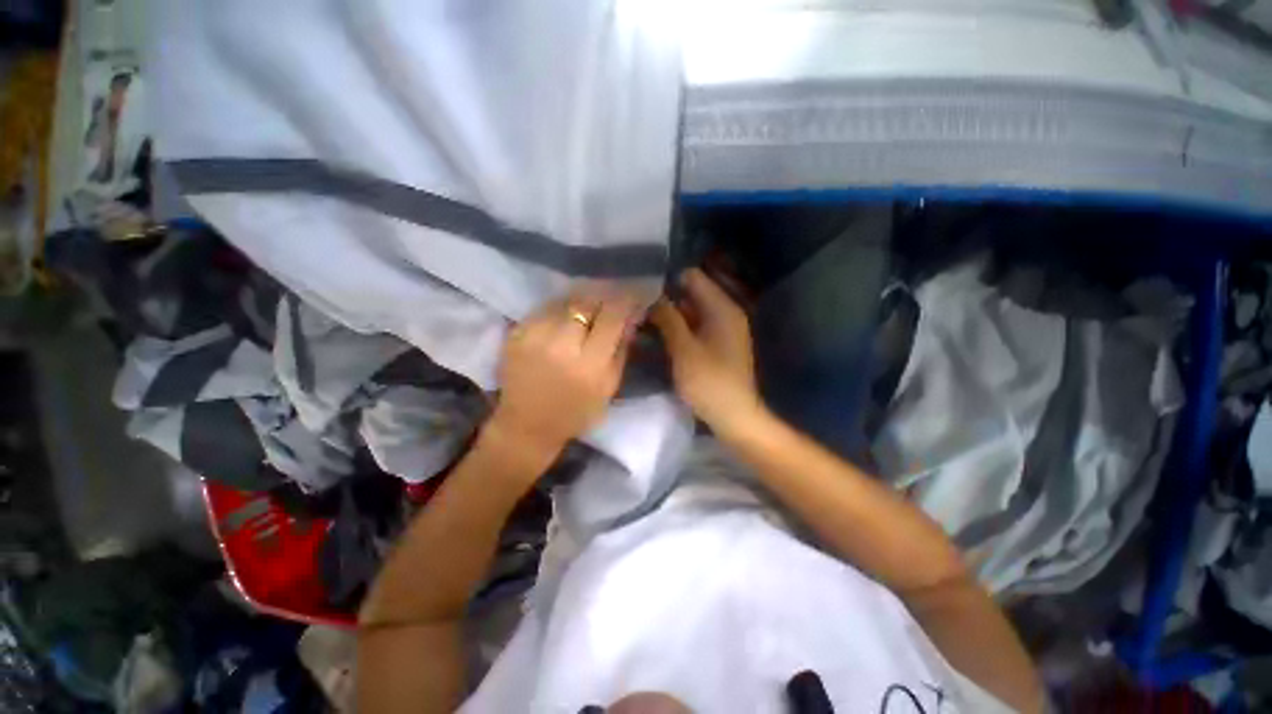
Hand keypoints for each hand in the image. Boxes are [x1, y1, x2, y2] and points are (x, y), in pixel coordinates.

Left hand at [489, 292, 637, 462]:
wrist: (527, 425)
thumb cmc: (576, 412)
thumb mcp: (609, 387)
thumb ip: (622, 349)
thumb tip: (632, 315)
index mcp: (590, 365)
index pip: (612, 316)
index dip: (626, 300)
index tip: (634, 294)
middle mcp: (562, 346)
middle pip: (587, 302)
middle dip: (603, 296)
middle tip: (611, 298)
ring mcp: (535, 336)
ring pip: (565, 300)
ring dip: (582, 300)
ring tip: (589, 306)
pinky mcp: (517, 333)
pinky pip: (546, 308)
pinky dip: (560, 307)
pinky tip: (566, 316)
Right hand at [649, 268, 761, 433]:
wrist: (734, 416)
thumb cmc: (709, 381)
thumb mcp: (684, 349)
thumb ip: (668, 319)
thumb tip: (653, 296)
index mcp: (722, 308)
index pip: (693, 277)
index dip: (668, 281)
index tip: (645, 291)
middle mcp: (726, 312)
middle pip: (692, 294)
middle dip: (667, 300)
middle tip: (639, 309)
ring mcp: (724, 329)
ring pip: (692, 312)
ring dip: (671, 316)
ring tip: (644, 322)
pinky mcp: (720, 344)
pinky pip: (697, 327)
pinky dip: (680, 329)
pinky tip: (661, 337)